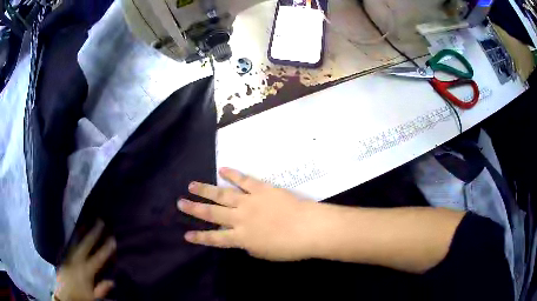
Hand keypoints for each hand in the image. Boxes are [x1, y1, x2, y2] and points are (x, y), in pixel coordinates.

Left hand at [55, 221, 115, 300]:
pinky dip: (73, 238)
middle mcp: (77, 261)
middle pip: (86, 244)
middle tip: (100, 221)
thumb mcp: (93, 297)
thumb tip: (112, 281)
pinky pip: (69, 245)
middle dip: (93, 232)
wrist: (64, 296)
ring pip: (76, 241)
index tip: (112, 238)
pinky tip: (75, 233)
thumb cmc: (80, 297)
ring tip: (87, 222)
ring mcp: (69, 257)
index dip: (105, 248)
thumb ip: (102, 288)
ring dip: (82, 232)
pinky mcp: (64, 257)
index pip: (98, 257)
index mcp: (86, 271)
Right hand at [178, 167, 318, 260]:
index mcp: (241, 238)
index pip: (215, 238)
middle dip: (194, 209)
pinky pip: (244, 180)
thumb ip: (249, 245)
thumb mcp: (264, 252)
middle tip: (180, 203)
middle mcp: (240, 219)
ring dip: (206, 190)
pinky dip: (233, 174)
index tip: (186, 234)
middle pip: (212, 214)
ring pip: (222, 194)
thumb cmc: (289, 247)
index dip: (199, 237)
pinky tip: (222, 169)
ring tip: (192, 185)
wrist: (308, 228)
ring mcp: (250, 202)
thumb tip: (242, 238)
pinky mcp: (262, 189)